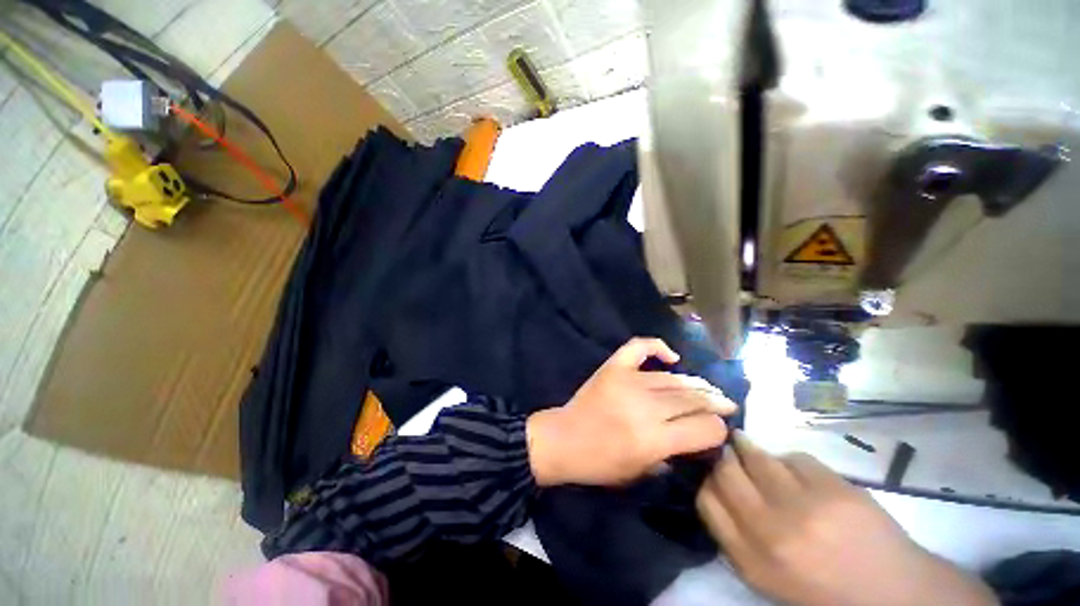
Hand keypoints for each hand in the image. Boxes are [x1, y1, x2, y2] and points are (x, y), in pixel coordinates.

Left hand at [526, 337, 736, 486]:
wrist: (563, 439)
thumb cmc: (600, 464)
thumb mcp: (641, 472)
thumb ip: (671, 455)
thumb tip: (693, 435)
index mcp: (653, 439)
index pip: (703, 428)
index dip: (717, 428)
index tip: (720, 428)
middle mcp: (644, 407)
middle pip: (691, 399)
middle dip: (714, 402)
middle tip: (726, 403)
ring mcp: (627, 382)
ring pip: (672, 378)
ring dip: (695, 383)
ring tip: (708, 388)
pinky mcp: (613, 368)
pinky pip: (638, 348)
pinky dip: (657, 347)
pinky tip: (671, 356)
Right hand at [696, 432, 996, 605]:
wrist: (891, 593)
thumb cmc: (821, 589)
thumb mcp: (765, 576)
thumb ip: (734, 535)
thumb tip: (714, 486)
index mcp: (751, 559)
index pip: (706, 500)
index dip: (706, 480)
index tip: (713, 474)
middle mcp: (770, 531)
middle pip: (725, 472)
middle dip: (722, 458)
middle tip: (727, 453)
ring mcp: (804, 507)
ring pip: (756, 456)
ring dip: (748, 448)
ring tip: (747, 445)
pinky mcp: (834, 489)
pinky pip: (795, 458)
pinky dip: (790, 461)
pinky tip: (799, 472)